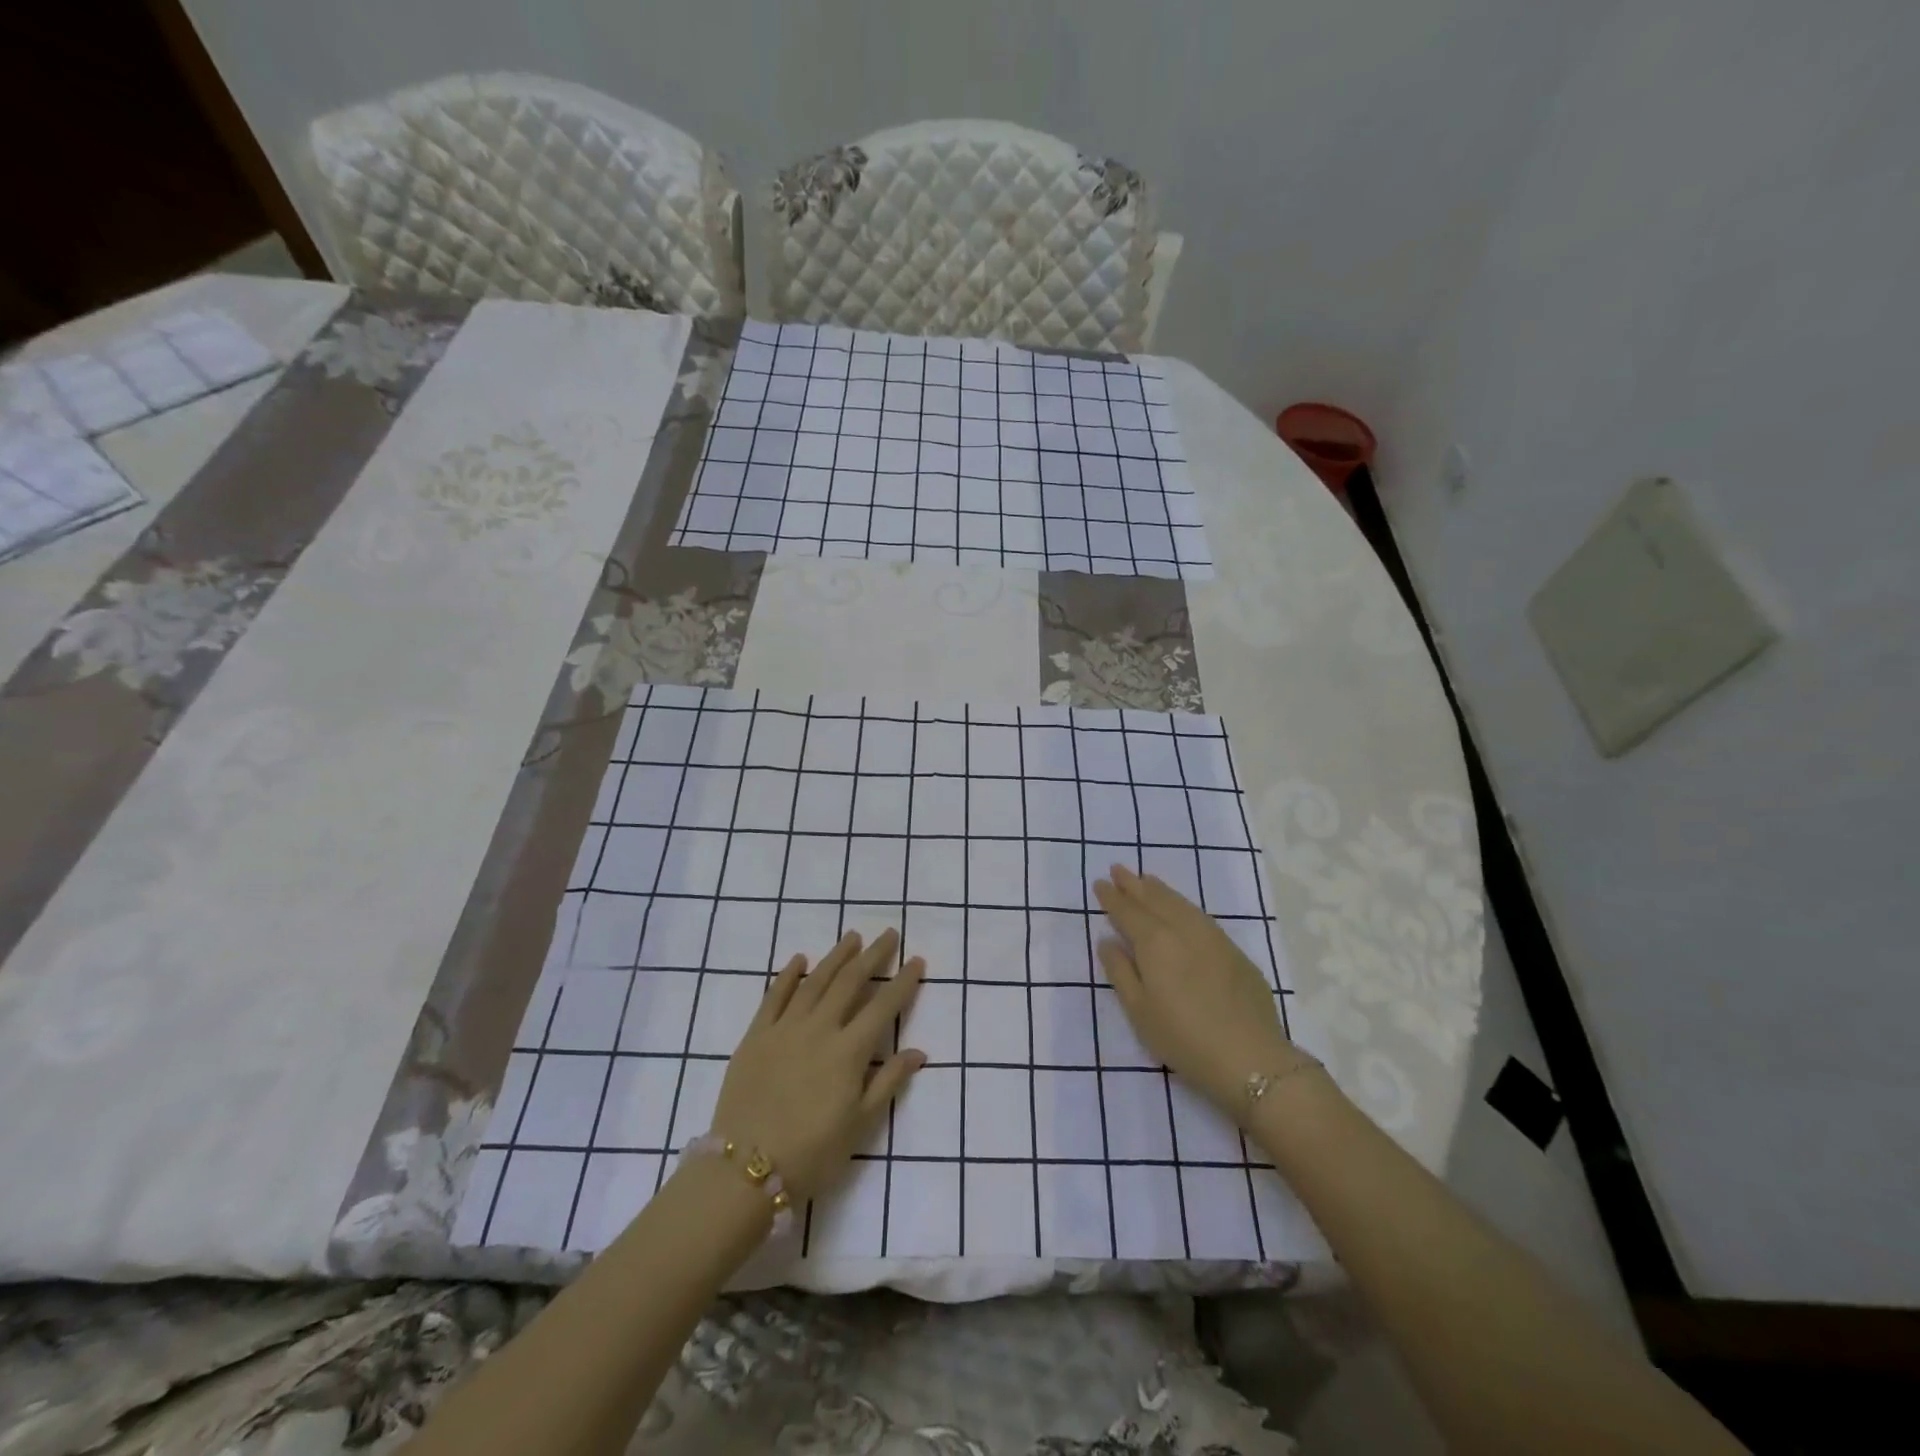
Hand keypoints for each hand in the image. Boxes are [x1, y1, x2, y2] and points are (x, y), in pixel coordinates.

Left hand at [711, 929, 925, 1199]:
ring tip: (852, 937)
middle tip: (888, 934)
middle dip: (873, 956)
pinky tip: (799, 959)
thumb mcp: (860, 1125)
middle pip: (850, 982)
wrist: (745, 1171)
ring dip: (836, 956)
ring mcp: (785, 1028)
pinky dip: (787, 975)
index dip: (903, 982)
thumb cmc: (812, 1153)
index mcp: (849, 1051)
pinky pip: (773, 996)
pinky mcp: (756, 1035)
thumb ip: (888, 1082)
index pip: (884, 1007)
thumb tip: (918, 1051)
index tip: (916, 960)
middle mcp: (820, 1029)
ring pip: (815, 981)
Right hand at [1093, 864, 1313, 1120]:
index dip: (1112, 897)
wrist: (1250, 1057)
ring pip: (1181, 903)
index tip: (1100, 883)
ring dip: (1160, 890)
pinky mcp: (1234, 951)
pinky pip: (1201, 916)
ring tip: (1146, 880)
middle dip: (1134, 884)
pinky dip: (1184, 905)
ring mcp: (1213, 937)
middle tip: (1119, 869)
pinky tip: (1182, 908)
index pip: (1128, 911)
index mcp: (1155, 942)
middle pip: (1155, 899)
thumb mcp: (1139, 1010)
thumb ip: (1120, 971)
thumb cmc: (1183, 1038)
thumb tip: (1108, 941)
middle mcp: (1183, 930)